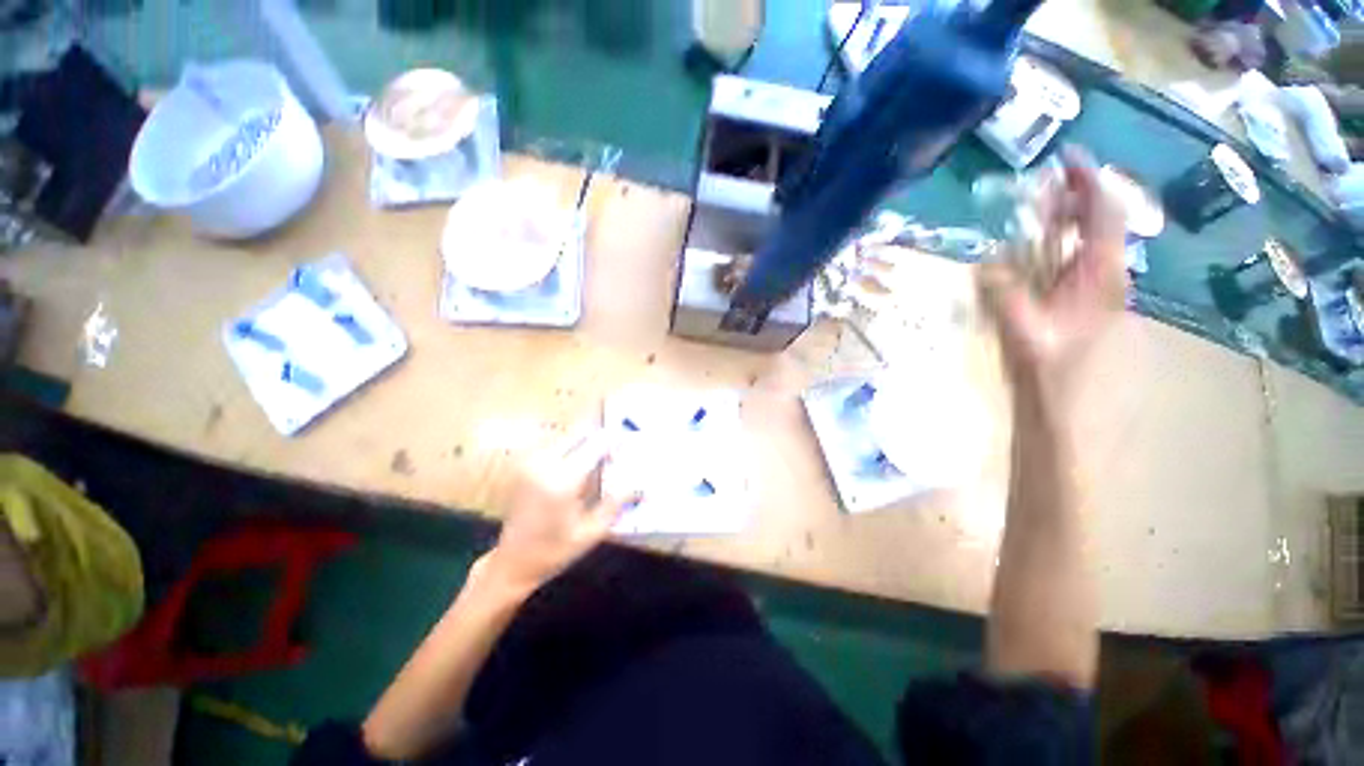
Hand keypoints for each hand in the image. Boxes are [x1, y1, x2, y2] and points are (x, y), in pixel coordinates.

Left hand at [473, 430, 628, 595]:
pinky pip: (555, 444)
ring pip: (567, 436)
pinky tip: (579, 466)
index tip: (628, 443)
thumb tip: (640, 483)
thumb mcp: (592, 532)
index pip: (595, 446)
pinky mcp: (525, 464)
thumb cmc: (555, 551)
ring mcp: (531, 462)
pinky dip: (572, 447)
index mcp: (562, 480)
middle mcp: (544, 463)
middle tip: (614, 454)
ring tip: (600, 460)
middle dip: (600, 439)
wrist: (512, 562)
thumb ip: (617, 502)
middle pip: (580, 433)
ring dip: (585, 442)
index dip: (614, 441)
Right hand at [980, 149, 1127, 398]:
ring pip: (1092, 245)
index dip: (1089, 183)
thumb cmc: (1057, 379)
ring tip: (1044, 209)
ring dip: (1069, 223)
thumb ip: (1006, 297)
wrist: (1074, 418)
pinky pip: (1080, 266)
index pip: (1104, 217)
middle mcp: (1111, 280)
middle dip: (1078, 197)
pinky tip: (1043, 254)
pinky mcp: (1089, 309)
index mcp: (1103, 280)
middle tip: (1047, 181)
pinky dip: (1062, 249)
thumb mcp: (1026, 335)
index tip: (1069, 157)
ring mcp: (1102, 295)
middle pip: (1102, 226)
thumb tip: (984, 262)